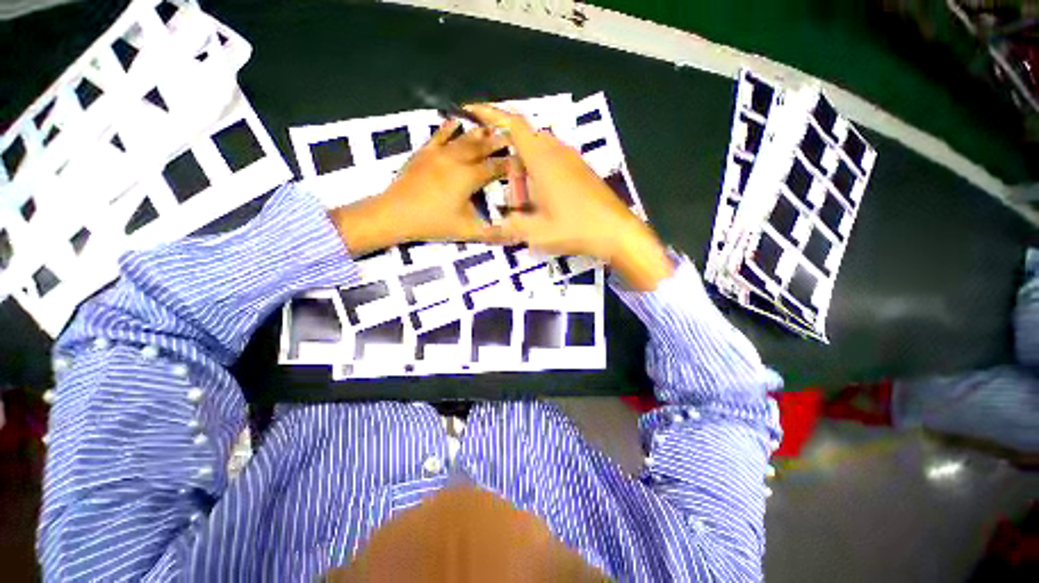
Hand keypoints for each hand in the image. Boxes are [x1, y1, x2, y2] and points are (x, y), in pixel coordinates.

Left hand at [330, 120, 509, 254]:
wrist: (395, 213)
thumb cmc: (433, 223)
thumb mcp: (467, 231)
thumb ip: (493, 234)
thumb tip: (516, 238)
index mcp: (469, 177)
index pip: (496, 167)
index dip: (510, 164)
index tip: (523, 160)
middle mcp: (457, 159)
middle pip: (482, 147)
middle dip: (498, 142)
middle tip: (512, 136)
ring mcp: (439, 153)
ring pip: (464, 139)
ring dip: (479, 133)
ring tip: (492, 127)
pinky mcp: (424, 153)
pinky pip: (439, 135)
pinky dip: (449, 127)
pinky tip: (456, 120)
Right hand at [465, 104, 673, 290]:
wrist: (616, 232)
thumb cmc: (575, 229)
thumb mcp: (536, 233)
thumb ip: (511, 226)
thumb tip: (497, 225)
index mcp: (543, 159)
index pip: (513, 125)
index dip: (490, 115)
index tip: (471, 113)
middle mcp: (558, 152)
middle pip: (525, 142)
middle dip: (511, 163)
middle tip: (511, 196)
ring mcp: (572, 160)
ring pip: (539, 155)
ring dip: (527, 175)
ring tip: (528, 206)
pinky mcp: (581, 171)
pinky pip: (553, 164)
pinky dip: (541, 178)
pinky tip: (544, 205)